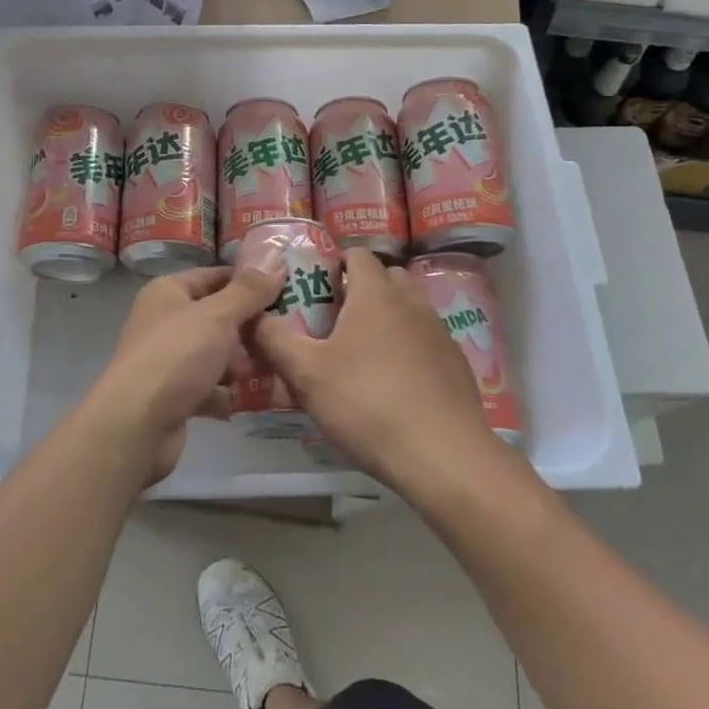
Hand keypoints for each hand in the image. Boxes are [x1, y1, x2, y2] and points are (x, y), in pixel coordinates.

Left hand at [90, 262, 283, 484]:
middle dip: (252, 326)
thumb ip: (248, 290)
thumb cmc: (176, 357)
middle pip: (218, 316)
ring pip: (216, 353)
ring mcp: (168, 360)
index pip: (216, 276)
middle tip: (292, 331)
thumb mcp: (218, 316)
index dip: (250, 282)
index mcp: (168, 292)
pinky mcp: (174, 396)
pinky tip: (261, 398)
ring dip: (245, 362)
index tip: (289, 289)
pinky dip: (231, 393)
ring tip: (282, 365)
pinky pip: (211, 387)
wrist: (135, 427)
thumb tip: (275, 257)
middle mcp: (165, 321)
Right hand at [251, 249, 496, 492]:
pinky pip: (427, 340)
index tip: (317, 288)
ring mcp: (439, 332)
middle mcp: (411, 302)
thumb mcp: (307, 374)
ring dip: (388, 318)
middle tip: (336, 319)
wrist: (443, 454)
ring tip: (364, 352)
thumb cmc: (367, 404)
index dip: (336, 264)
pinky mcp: (456, 363)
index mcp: (375, 294)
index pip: (358, 255)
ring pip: (410, 308)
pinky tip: (396, 383)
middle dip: (363, 289)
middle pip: (387, 277)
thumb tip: (252, 317)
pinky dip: (410, 347)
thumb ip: (274, 340)